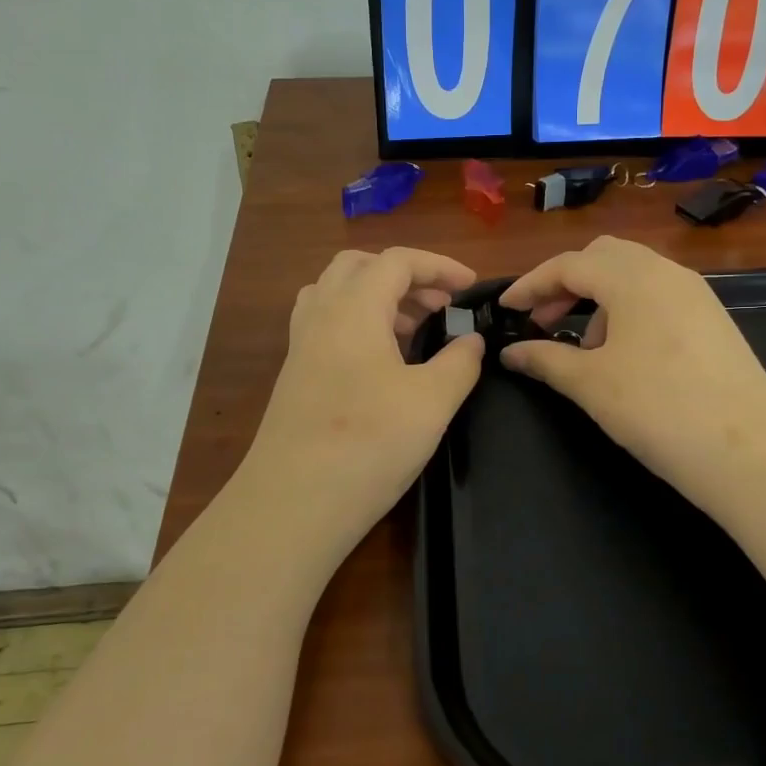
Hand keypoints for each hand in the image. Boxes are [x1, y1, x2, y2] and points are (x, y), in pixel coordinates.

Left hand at [240, 247, 483, 551]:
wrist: (294, 503)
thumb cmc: (369, 444)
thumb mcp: (432, 402)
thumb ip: (459, 362)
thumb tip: (471, 342)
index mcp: (354, 309)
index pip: (397, 261)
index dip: (439, 266)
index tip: (470, 288)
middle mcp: (320, 316)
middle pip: (359, 267)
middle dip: (405, 276)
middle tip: (439, 305)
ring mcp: (301, 346)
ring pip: (336, 293)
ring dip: (377, 297)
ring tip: (412, 328)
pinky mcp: (295, 376)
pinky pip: (326, 324)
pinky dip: (357, 323)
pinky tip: (380, 360)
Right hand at [497, 237, 765, 510]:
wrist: (750, 451)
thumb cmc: (658, 409)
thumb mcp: (591, 384)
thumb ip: (545, 359)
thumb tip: (511, 352)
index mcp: (633, 277)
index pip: (569, 264)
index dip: (531, 285)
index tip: (505, 309)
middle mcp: (667, 272)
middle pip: (603, 257)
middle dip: (566, 284)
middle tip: (542, 322)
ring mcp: (696, 294)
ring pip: (634, 276)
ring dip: (598, 299)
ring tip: (584, 349)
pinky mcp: (713, 320)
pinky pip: (658, 297)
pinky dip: (629, 312)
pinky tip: (624, 356)